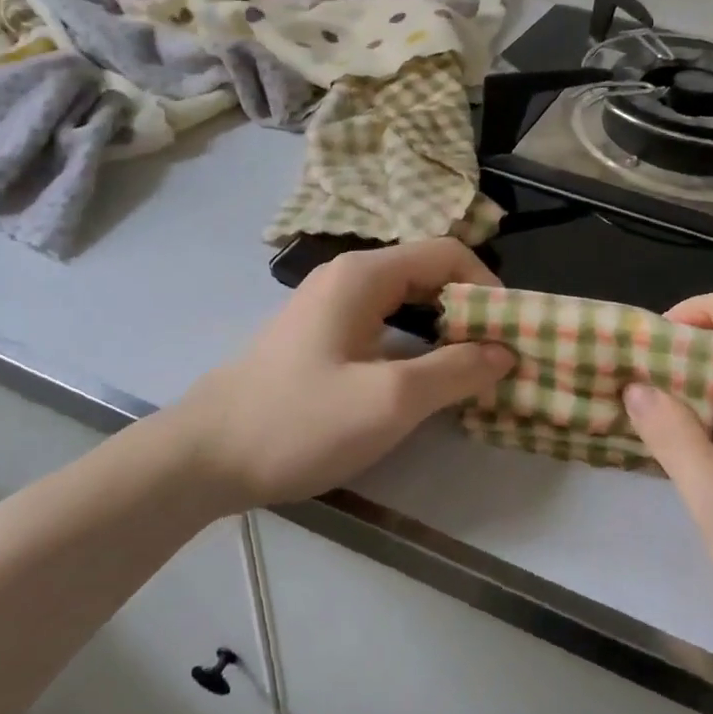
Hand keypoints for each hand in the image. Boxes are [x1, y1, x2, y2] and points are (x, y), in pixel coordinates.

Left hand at [176, 240, 513, 508]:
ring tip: (471, 370)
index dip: (487, 286)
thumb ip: (456, 371)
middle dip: (469, 310)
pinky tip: (424, 380)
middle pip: (428, 274)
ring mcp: (330, 306)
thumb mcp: (390, 401)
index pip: (447, 254)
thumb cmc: (299, 421)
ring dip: (444, 330)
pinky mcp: (320, 336)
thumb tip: (506, 351)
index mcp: (365, 274)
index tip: (511, 332)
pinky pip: (384, 324)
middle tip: (498, 355)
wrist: (201, 458)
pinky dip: (415, 344)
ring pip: (406, 301)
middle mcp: (348, 277)